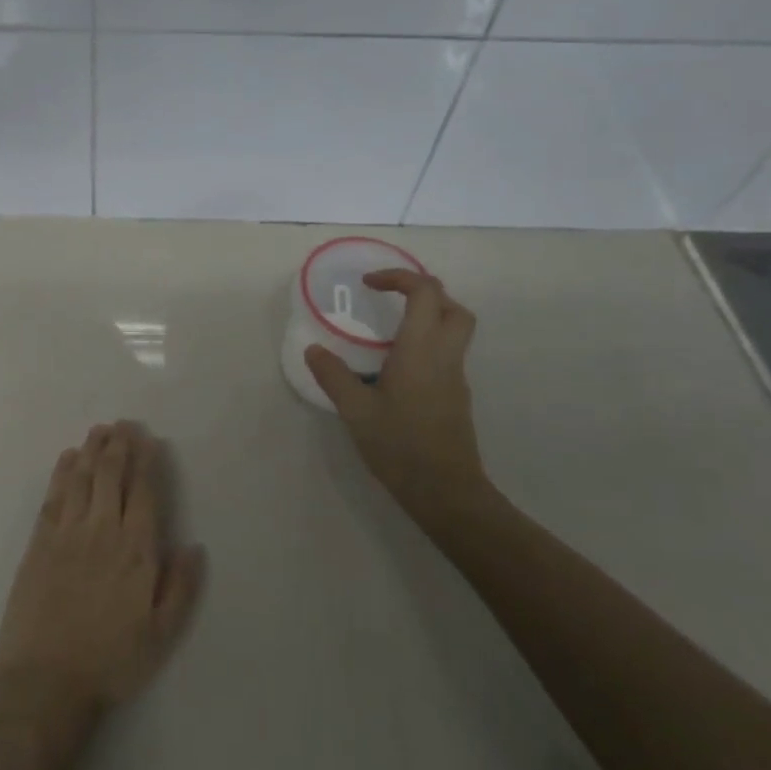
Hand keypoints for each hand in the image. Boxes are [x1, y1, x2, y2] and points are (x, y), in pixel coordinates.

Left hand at [0, 421, 204, 722]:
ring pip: (82, 478)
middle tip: (124, 424)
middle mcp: (102, 531)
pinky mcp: (39, 542)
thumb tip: (194, 546)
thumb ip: (181, 588)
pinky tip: (68, 459)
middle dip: (120, 445)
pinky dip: (62, 473)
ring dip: (92, 450)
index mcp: (136, 551)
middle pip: (111, 475)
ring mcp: (67, 534)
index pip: (144, 492)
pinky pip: (53, 497)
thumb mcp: (161, 636)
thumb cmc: (111, 661)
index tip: (150, 439)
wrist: (46, 681)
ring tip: (100, 430)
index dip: (147, 462)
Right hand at [305, 269, 496, 535]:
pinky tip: (397, 367)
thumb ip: (334, 376)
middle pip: (452, 306)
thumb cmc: (400, 446)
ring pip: (455, 330)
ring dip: (428, 316)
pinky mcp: (456, 396)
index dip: (399, 277)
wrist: (447, 492)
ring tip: (390, 330)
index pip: (424, 292)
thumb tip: (314, 350)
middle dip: (423, 292)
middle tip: (390, 300)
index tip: (369, 284)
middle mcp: (445, 355)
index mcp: (421, 350)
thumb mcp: (356, 411)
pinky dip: (427, 343)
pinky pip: (448, 353)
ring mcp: (455, 377)